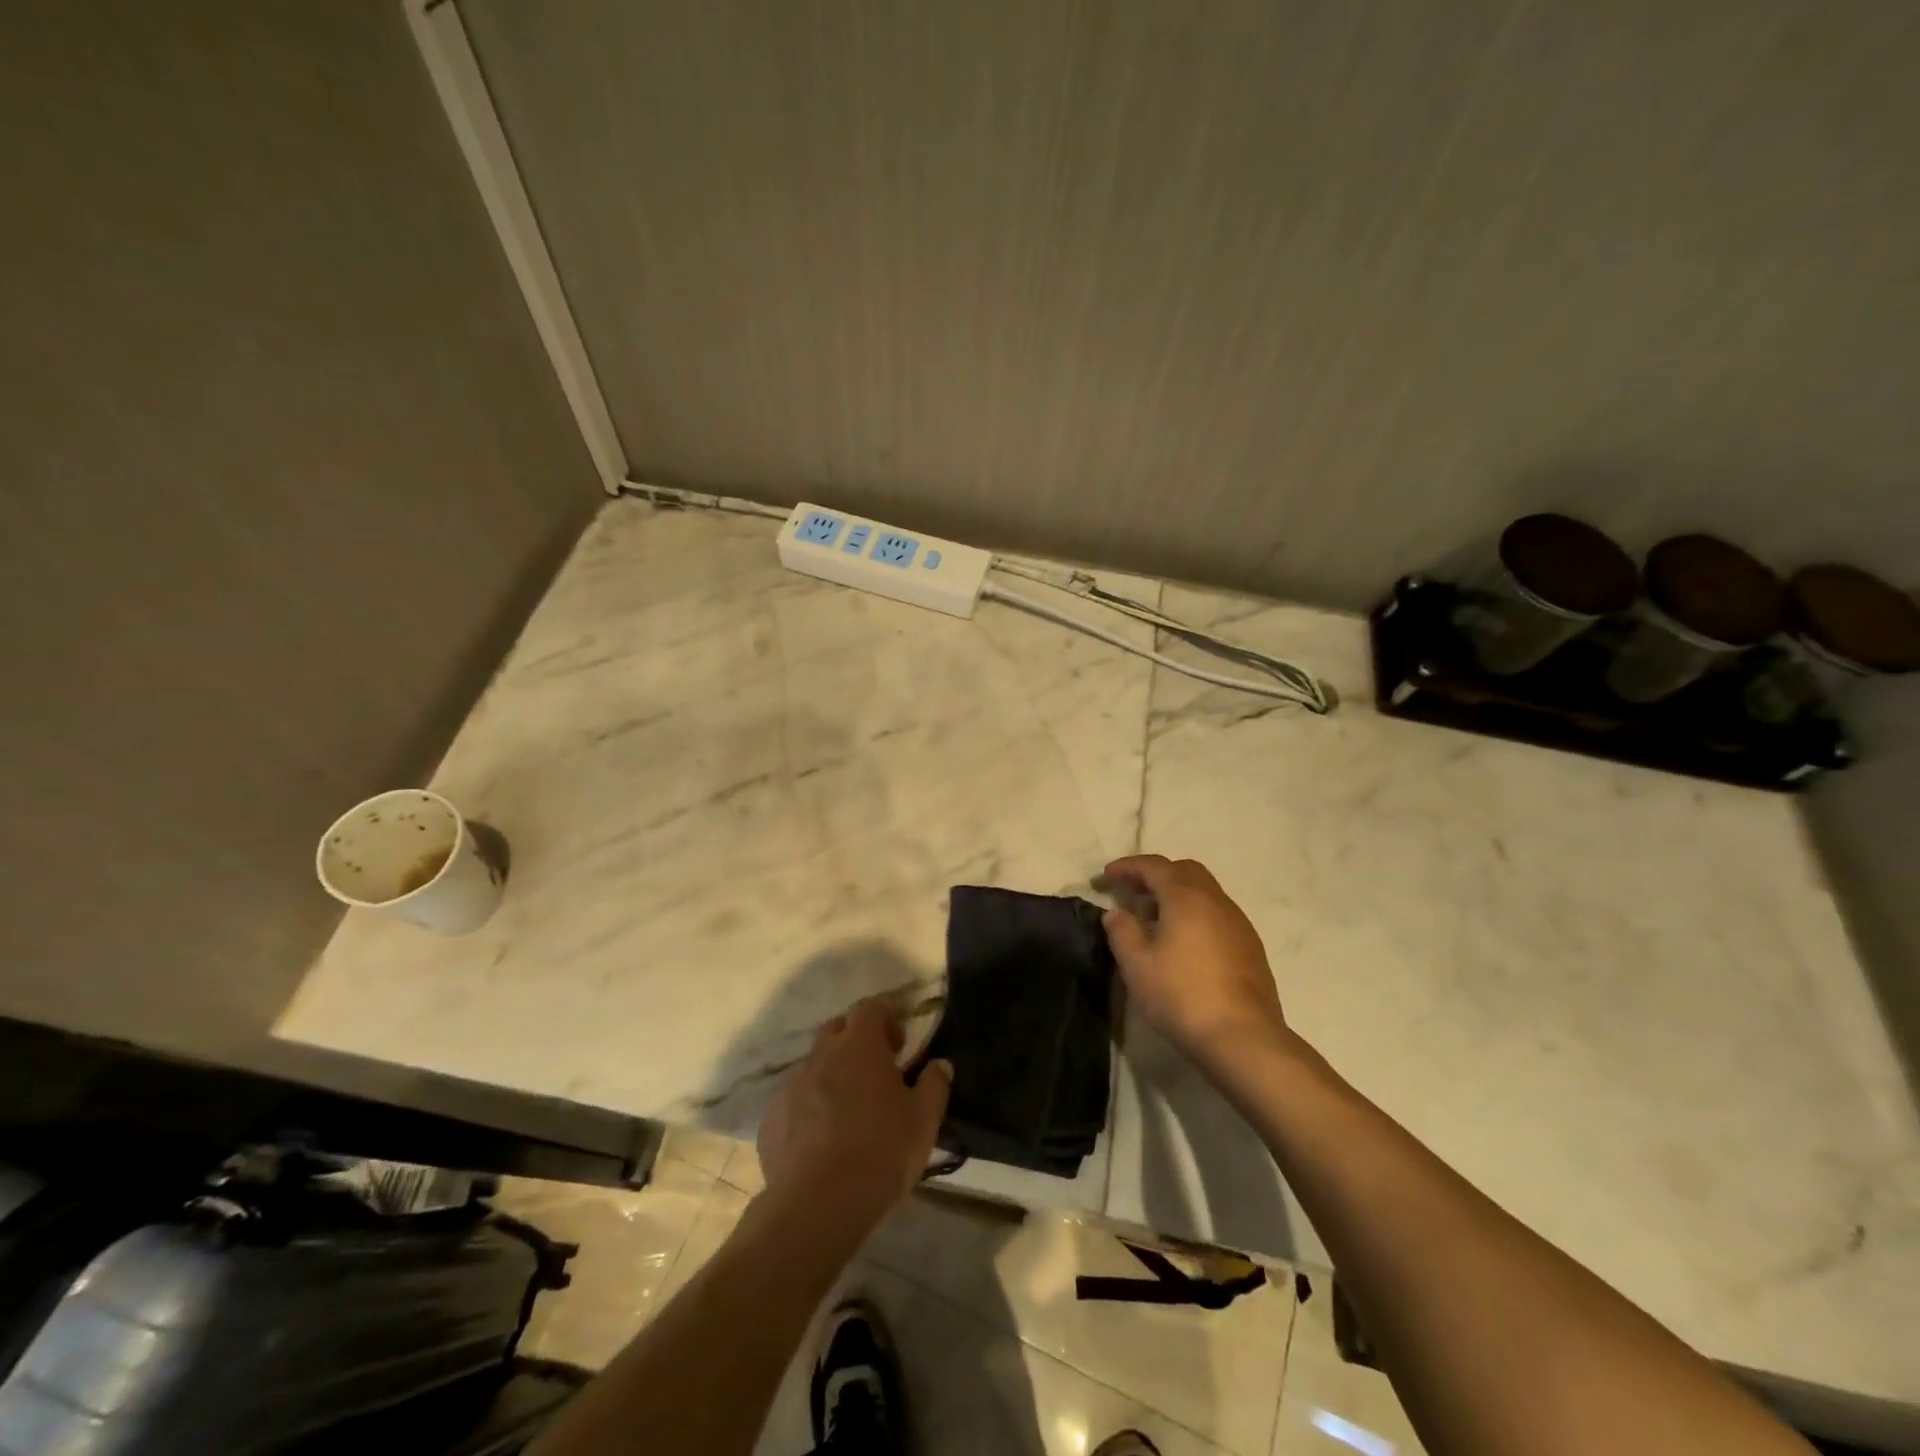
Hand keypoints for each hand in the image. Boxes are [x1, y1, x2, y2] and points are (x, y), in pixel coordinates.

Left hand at [757, 998, 951, 1245]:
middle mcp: (821, 1055)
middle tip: (876, 1072)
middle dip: (857, 1041)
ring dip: (832, 1075)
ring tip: (850, 1111)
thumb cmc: (880, 1152)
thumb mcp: (924, 1120)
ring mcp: (791, 1086)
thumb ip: (934, 1085)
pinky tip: (822, 1141)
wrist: (817, 1206)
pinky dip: (809, 1109)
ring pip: (814, 1066)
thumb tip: (940, 1064)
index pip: (870, 1008)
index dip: (886, 1018)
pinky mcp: (771, 1120)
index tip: (899, 1045)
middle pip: (838, 1030)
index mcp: (858, 1045)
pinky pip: (795, 1101)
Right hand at [1099, 854, 1289, 1068]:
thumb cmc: (1182, 994)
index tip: (1105, 877)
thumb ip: (1121, 931)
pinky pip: (1217, 913)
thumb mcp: (1136, 964)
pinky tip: (1183, 943)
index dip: (1127, 867)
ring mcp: (1238, 922)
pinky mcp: (1250, 945)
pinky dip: (1194, 914)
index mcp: (1186, 896)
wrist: (1243, 1036)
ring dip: (1176, 895)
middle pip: (1183, 871)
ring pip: (1203, 892)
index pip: (1153, 866)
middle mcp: (1215, 900)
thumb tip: (1116, 912)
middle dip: (1155, 875)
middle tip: (1131, 894)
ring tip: (1153, 920)